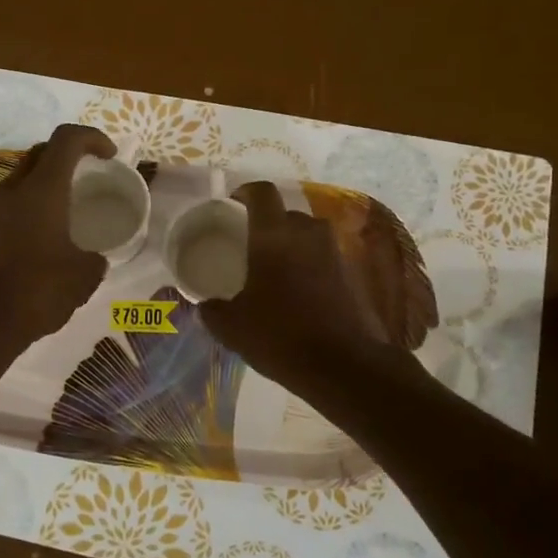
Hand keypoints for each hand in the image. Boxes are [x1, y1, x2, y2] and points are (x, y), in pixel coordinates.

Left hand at [0, 124, 114, 409]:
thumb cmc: (38, 291)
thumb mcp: (84, 276)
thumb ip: (95, 258)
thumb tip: (93, 258)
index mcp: (42, 189)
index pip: (67, 139)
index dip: (92, 138)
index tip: (110, 156)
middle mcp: (13, 190)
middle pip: (41, 152)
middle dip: (68, 155)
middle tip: (89, 173)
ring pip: (22, 178)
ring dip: (46, 181)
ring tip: (69, 205)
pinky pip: (11, 204)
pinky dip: (32, 205)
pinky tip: (46, 235)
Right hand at [199, 182, 386, 388]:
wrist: (344, 365)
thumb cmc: (280, 336)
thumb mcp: (231, 327)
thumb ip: (213, 310)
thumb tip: (206, 305)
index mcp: (273, 235)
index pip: (262, 192)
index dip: (245, 192)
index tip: (233, 204)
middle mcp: (307, 234)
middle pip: (286, 213)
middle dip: (269, 223)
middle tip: (252, 245)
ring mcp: (334, 252)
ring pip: (308, 235)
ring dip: (292, 244)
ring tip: (275, 269)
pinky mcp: (352, 274)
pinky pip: (324, 258)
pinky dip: (310, 266)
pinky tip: (298, 293)